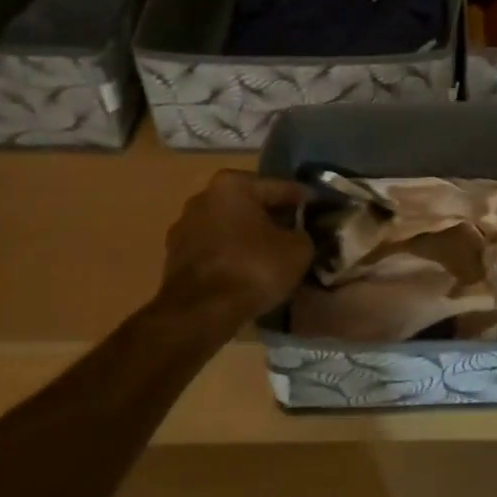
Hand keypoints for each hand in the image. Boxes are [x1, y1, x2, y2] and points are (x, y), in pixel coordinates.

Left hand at [159, 171, 314, 317]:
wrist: (200, 312)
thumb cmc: (252, 269)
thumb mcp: (298, 250)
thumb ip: (304, 234)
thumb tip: (300, 235)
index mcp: (233, 184)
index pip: (280, 187)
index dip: (305, 200)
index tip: (320, 210)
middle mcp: (203, 197)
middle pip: (251, 205)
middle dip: (273, 218)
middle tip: (298, 233)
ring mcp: (185, 227)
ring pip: (230, 228)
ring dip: (250, 238)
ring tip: (273, 256)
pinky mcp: (175, 256)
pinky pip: (215, 249)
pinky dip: (232, 256)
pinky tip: (249, 271)